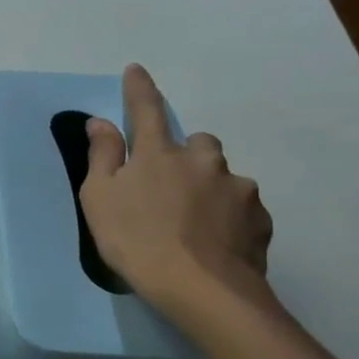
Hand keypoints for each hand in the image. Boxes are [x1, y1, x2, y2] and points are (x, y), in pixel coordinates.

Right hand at [79, 64, 273, 317]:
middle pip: (197, 144)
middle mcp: (203, 160)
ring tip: (193, 223)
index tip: (136, 70)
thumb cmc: (135, 240)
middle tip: (168, 187)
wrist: (200, 288)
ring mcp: (237, 188)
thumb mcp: (99, 198)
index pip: (147, 111)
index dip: (139, 90)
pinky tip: (214, 242)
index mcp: (160, 153)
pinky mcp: (259, 218)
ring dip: (208, 188)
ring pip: (221, 176)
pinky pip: (241, 208)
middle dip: (185, 155)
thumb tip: (101, 122)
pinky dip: (227, 217)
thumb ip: (102, 156)